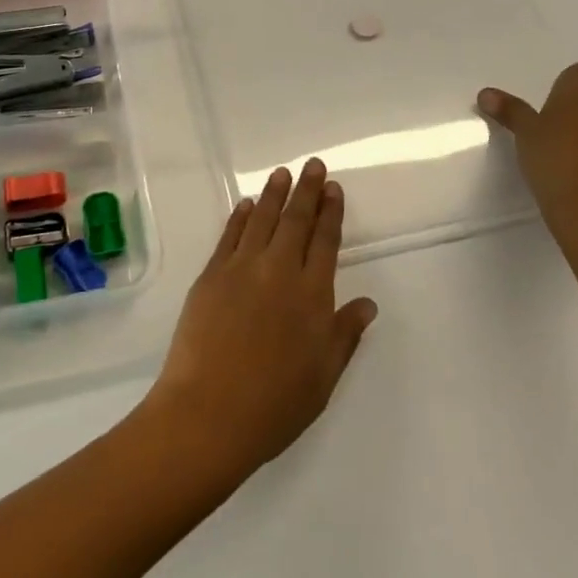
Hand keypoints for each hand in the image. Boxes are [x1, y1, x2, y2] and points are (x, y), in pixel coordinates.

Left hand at [140, 159, 377, 486]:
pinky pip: (230, 235)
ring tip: (282, 173)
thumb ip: (345, 334)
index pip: (325, 241)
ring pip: (262, 220)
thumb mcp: (323, 377)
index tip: (333, 188)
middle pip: (296, 221)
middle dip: (306, 191)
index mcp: (312, 295)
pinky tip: (247, 204)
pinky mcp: (211, 275)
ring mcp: (241, 269)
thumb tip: (368, 303)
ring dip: (274, 194)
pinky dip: (241, 217)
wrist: (209, 413)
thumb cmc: (274, 404)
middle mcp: (279, 271)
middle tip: (312, 165)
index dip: (330, 212)